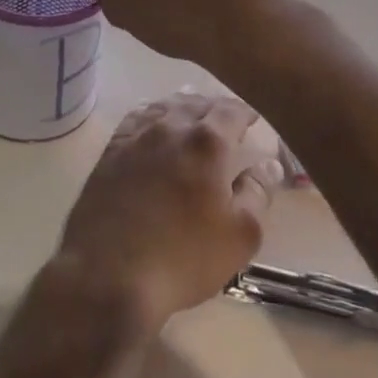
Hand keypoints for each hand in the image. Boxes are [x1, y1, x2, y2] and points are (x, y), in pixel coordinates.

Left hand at [56, 93, 282, 330]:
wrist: (110, 274)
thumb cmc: (184, 258)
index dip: (245, 111)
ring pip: (165, 107)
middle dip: (215, 107)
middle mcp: (171, 127)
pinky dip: (152, 115)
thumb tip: (268, 165)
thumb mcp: (240, 236)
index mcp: (207, 142)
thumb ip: (257, 194)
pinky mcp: (111, 151)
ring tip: (193, 115)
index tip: (253, 116)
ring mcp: (136, 137)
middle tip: (226, 118)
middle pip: (197, 103)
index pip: (231, 111)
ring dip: (183, 107)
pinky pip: (136, 119)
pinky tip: (154, 124)